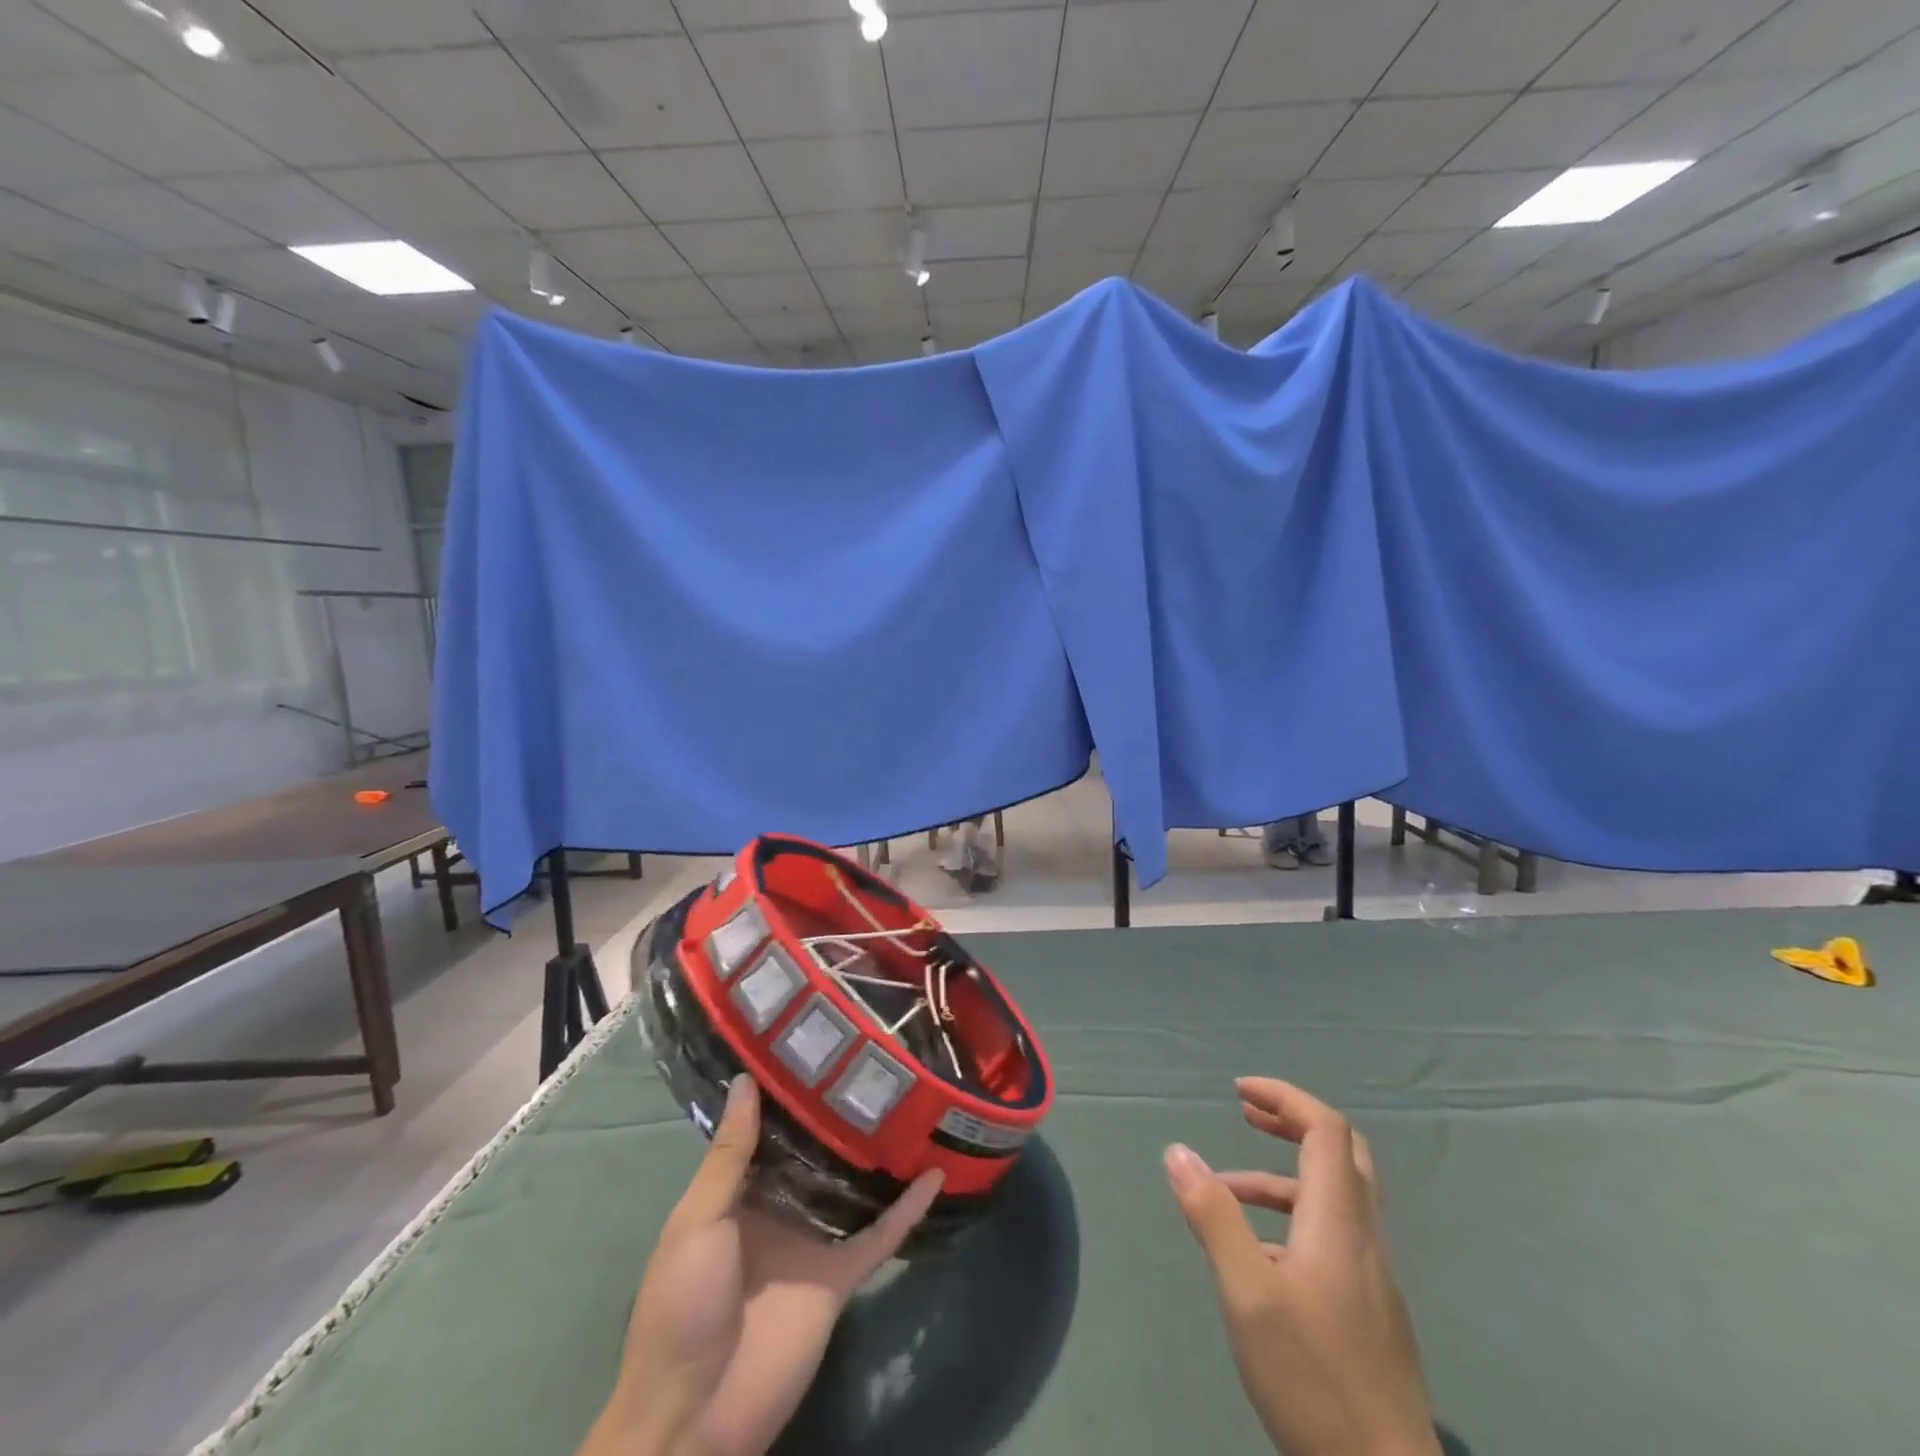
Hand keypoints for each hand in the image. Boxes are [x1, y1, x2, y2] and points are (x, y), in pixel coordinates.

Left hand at [580, 1076, 942, 1455]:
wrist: (696, 1412)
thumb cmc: (682, 1304)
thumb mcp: (698, 1221)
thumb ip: (730, 1156)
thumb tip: (746, 1079)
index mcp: (740, 1193)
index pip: (770, 1131)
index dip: (790, 1091)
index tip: (818, 1044)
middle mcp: (781, 1208)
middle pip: (817, 1152)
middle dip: (840, 1113)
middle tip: (874, 1060)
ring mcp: (814, 1239)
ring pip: (854, 1185)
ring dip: (879, 1153)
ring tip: (911, 1099)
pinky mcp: (842, 1274)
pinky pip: (881, 1235)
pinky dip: (908, 1209)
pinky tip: (937, 1173)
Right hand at [1164, 1078, 1438, 1455]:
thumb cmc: (1313, 1379)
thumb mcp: (1247, 1294)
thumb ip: (1213, 1216)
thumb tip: (1178, 1151)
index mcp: (1339, 1222)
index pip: (1326, 1129)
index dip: (1285, 1098)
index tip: (1239, 1091)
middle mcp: (1363, 1237)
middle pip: (1342, 1153)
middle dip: (1292, 1122)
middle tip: (1247, 1114)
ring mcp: (1372, 1276)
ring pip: (1336, 1197)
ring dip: (1282, 1176)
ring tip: (1226, 1189)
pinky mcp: (1370, 1310)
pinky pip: (1333, 1235)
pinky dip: (1293, 1218)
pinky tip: (1257, 1256)